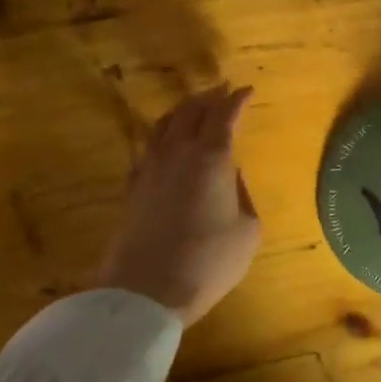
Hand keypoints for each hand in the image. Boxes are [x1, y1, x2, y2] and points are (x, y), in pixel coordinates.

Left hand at [96, 85, 260, 325]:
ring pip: (164, 124)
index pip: (224, 115)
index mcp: (211, 158)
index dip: (236, 100)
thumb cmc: (209, 261)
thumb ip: (242, 195)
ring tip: (193, 108)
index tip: (247, 90)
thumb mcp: (247, 230)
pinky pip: (149, 146)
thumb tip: (230, 176)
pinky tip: (166, 143)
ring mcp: (150, 168)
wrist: (146, 291)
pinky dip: (163, 134)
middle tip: (222, 90)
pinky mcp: (133, 187)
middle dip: (209, 97)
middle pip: (190, 111)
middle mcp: (177, 153)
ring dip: (182, 111)